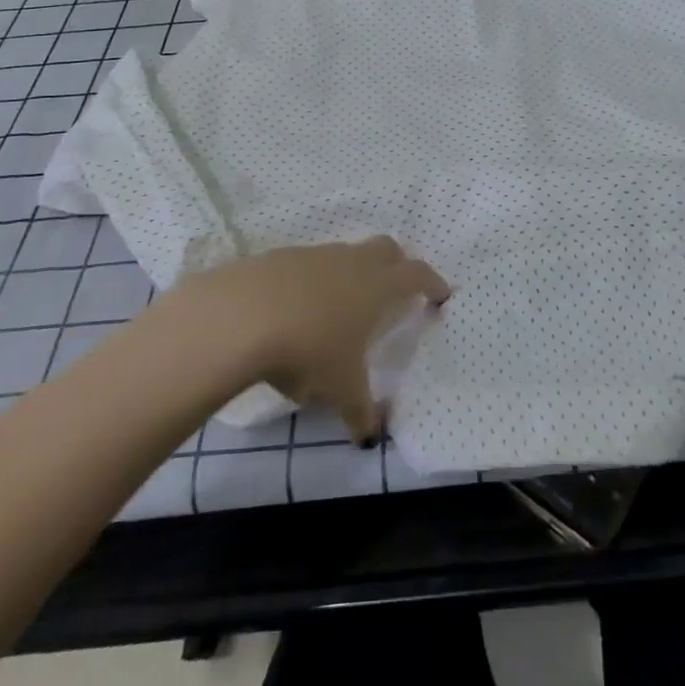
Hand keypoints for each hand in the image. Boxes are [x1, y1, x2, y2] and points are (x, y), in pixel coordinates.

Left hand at [189, 238, 448, 442]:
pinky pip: (309, 264)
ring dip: (352, 273)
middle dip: (397, 265)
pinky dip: (314, 281)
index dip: (432, 282)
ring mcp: (316, 255)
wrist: (243, 315)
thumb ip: (360, 411)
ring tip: (342, 307)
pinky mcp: (281, 257)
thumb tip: (370, 437)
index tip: (441, 294)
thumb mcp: (340, 389)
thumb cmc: (310, 349)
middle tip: (396, 290)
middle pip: (387, 248)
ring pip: (346, 254)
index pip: (417, 274)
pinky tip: (298, 309)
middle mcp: (353, 262)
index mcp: (378, 286)